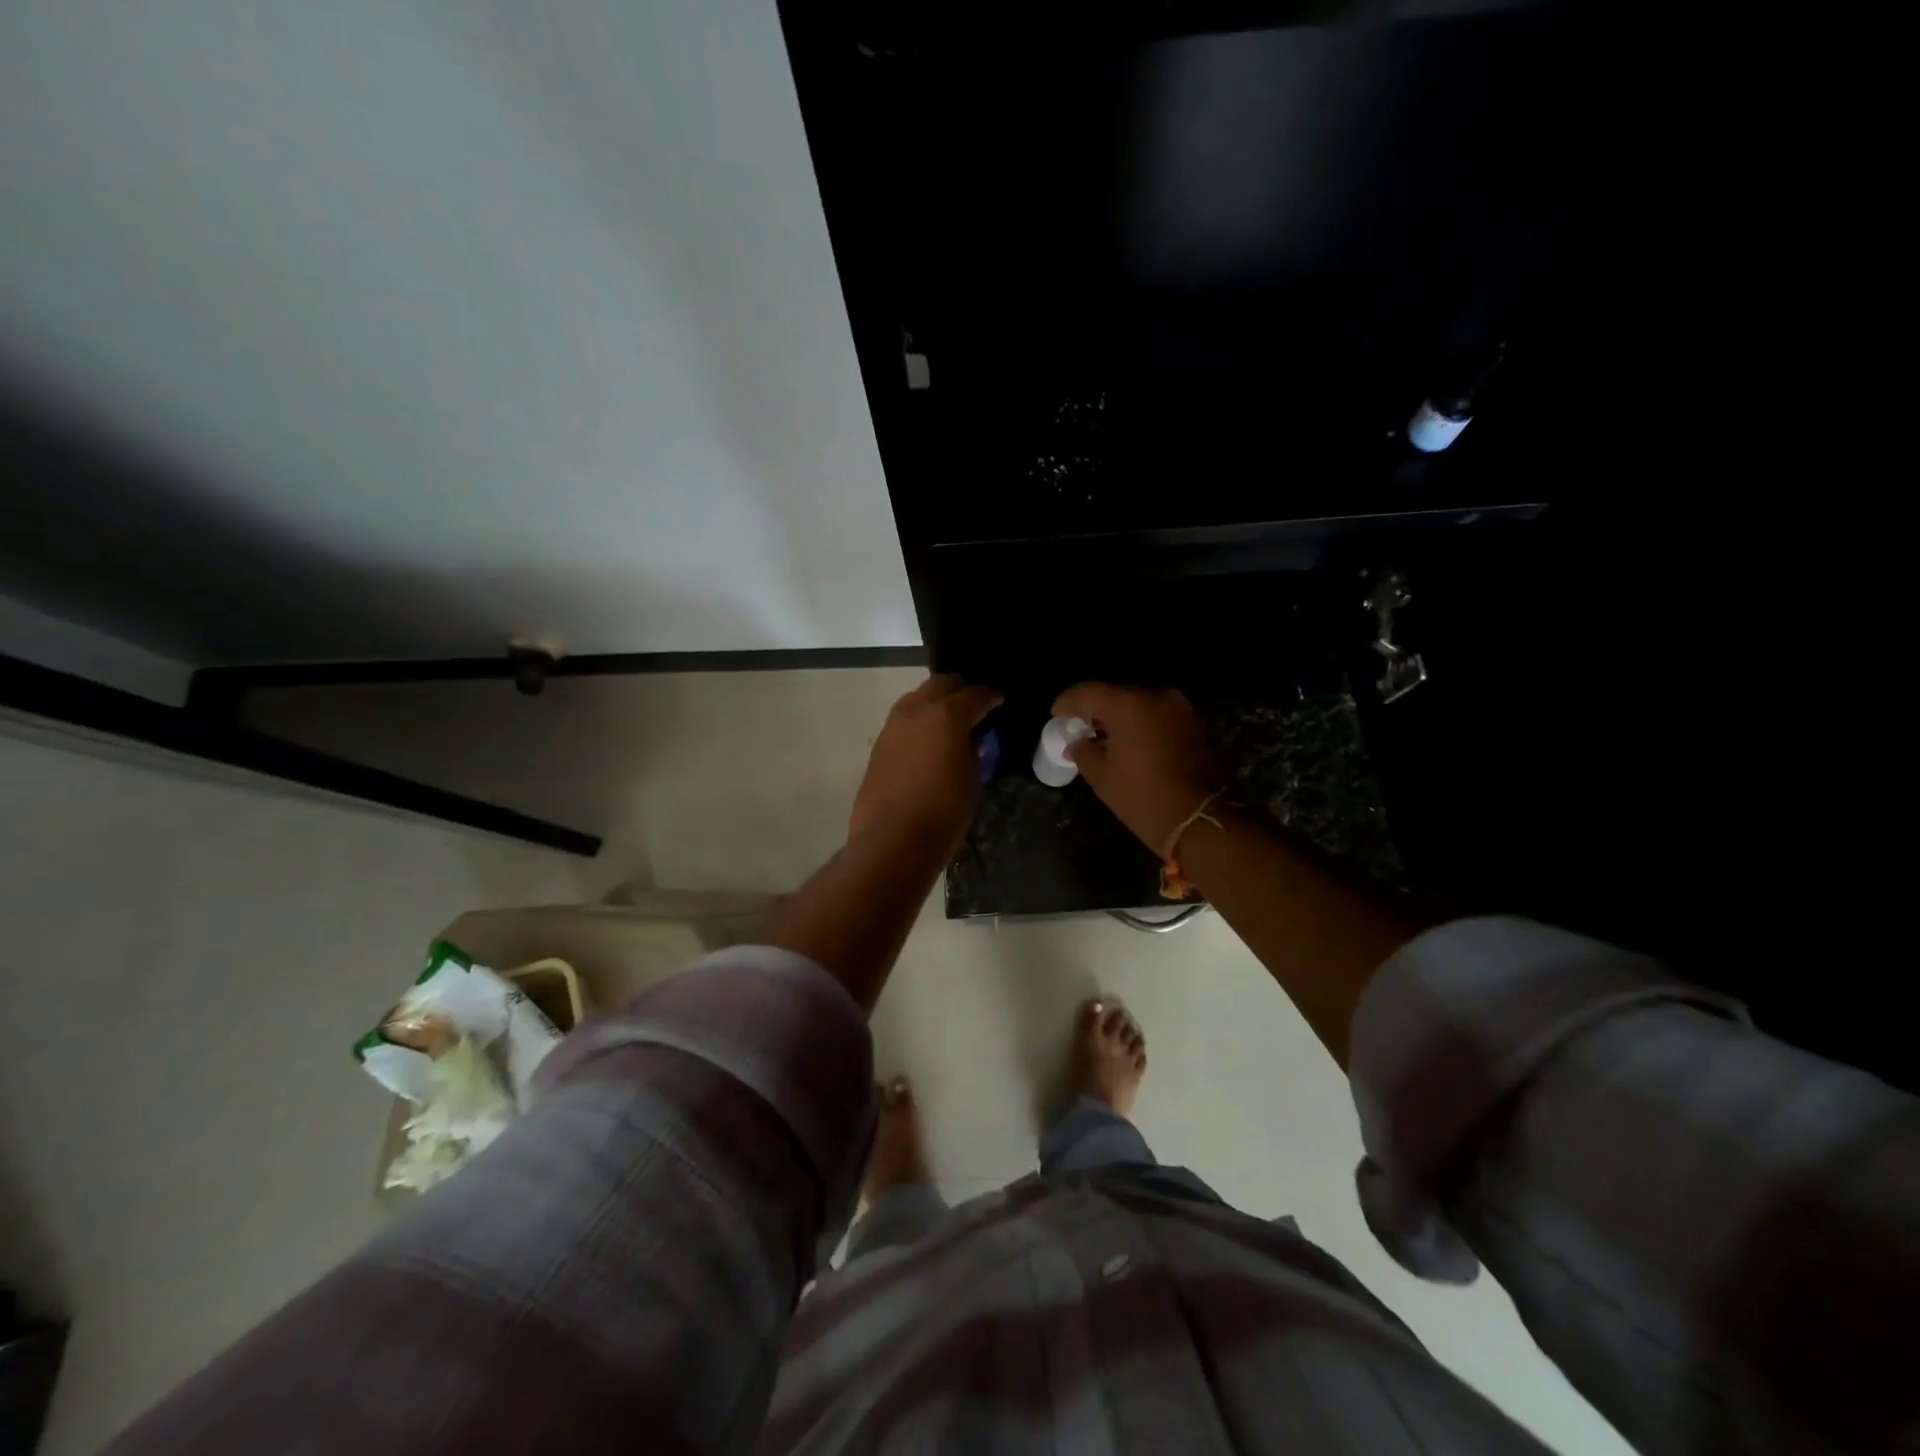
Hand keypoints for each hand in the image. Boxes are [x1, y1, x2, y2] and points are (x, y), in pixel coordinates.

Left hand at [850, 675, 1002, 854]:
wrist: (893, 839)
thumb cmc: (944, 811)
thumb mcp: (971, 778)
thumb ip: (972, 750)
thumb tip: (968, 740)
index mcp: (947, 715)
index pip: (975, 695)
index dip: (990, 696)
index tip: (999, 700)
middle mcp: (917, 710)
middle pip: (941, 684)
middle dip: (960, 689)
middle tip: (974, 703)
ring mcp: (893, 726)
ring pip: (917, 697)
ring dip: (935, 701)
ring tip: (949, 719)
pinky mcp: (879, 744)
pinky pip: (903, 720)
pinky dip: (919, 720)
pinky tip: (927, 739)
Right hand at [1051, 682, 1220, 853]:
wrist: (1195, 818)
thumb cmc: (1140, 796)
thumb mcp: (1101, 776)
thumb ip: (1083, 751)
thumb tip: (1077, 744)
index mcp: (1128, 705)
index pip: (1088, 693)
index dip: (1068, 702)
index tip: (1056, 714)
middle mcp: (1155, 697)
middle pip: (1116, 695)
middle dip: (1095, 709)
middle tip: (1079, 725)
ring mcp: (1178, 709)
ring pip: (1139, 704)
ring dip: (1120, 716)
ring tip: (1103, 735)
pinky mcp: (1193, 724)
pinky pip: (1157, 716)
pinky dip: (1141, 724)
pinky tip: (1129, 741)